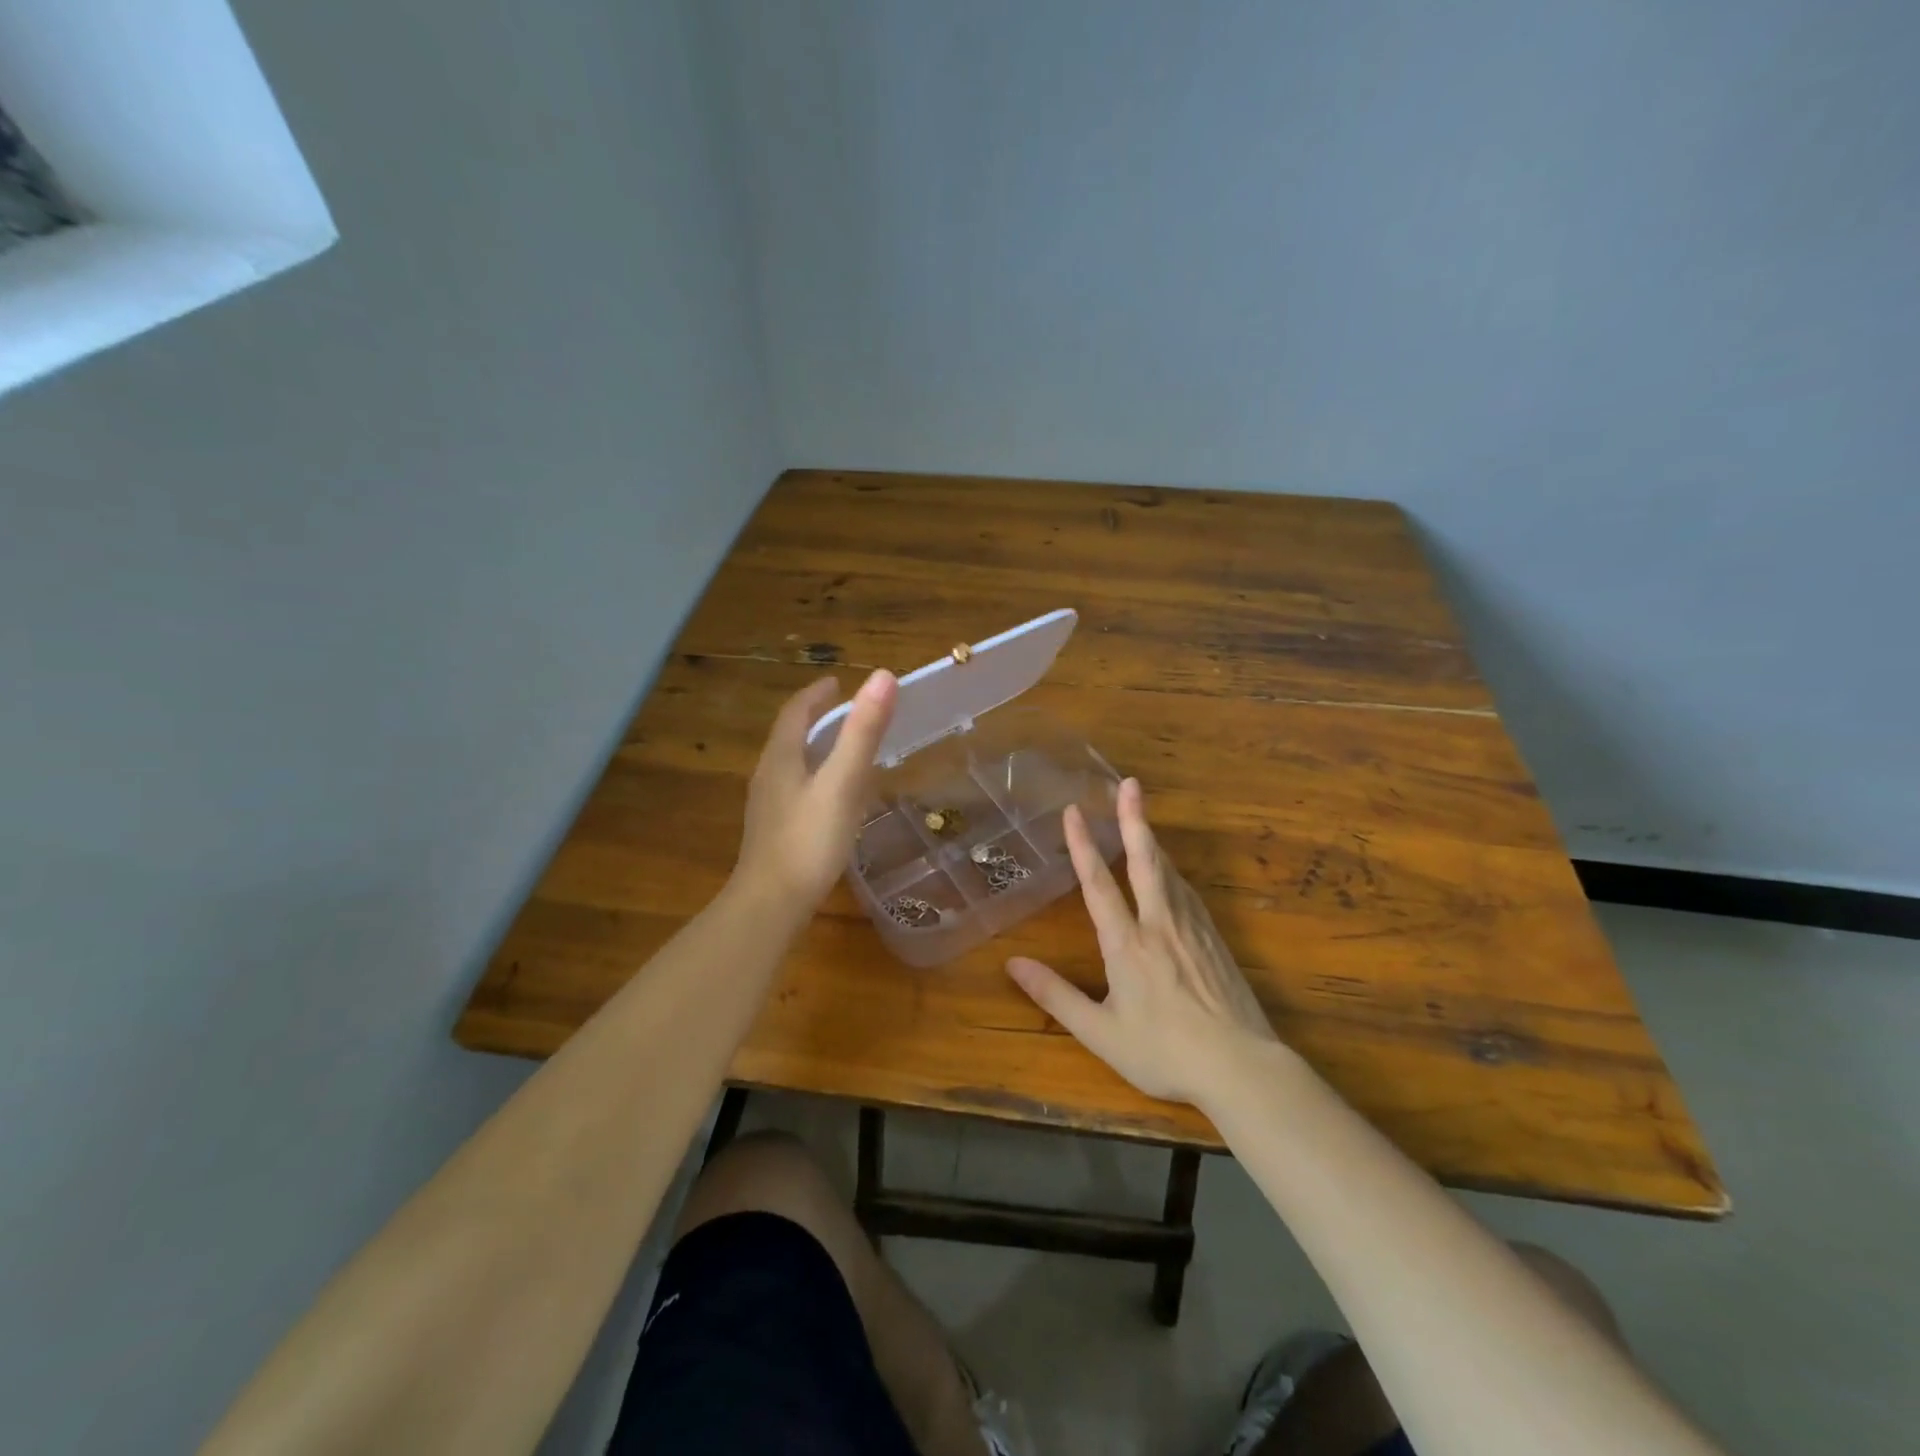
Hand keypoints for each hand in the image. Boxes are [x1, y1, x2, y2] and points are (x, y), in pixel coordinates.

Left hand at [732, 670, 896, 915]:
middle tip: (845, 710)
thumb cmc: (809, 840)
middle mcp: (768, 775)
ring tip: (842, 747)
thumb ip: (862, 732)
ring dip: (815, 747)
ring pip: (792, 764)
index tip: (836, 682)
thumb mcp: (843, 782)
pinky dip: (815, 776)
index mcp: (781, 757)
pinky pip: (796, 789)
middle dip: (816, 718)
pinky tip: (832, 797)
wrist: (770, 905)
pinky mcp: (774, 831)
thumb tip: (882, 676)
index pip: (796, 712)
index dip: (817, 694)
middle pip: (791, 736)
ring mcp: (768, 806)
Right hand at [1005, 778, 1280, 1104]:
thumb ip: (1055, 995)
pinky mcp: (1214, 939)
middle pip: (1144, 861)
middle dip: (1133, 820)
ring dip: (1152, 840)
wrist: (1240, 1067)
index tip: (1073, 810)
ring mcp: (1192, 929)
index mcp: (1127, 944)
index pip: (1098, 884)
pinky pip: (1188, 893)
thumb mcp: (1100, 1032)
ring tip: (1141, 816)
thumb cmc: (1163, 1052)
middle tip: (1129, 784)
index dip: (1083, 845)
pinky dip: (1173, 872)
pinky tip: (1171, 871)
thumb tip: (1012, 964)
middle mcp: (1159, 925)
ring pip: (1169, 873)